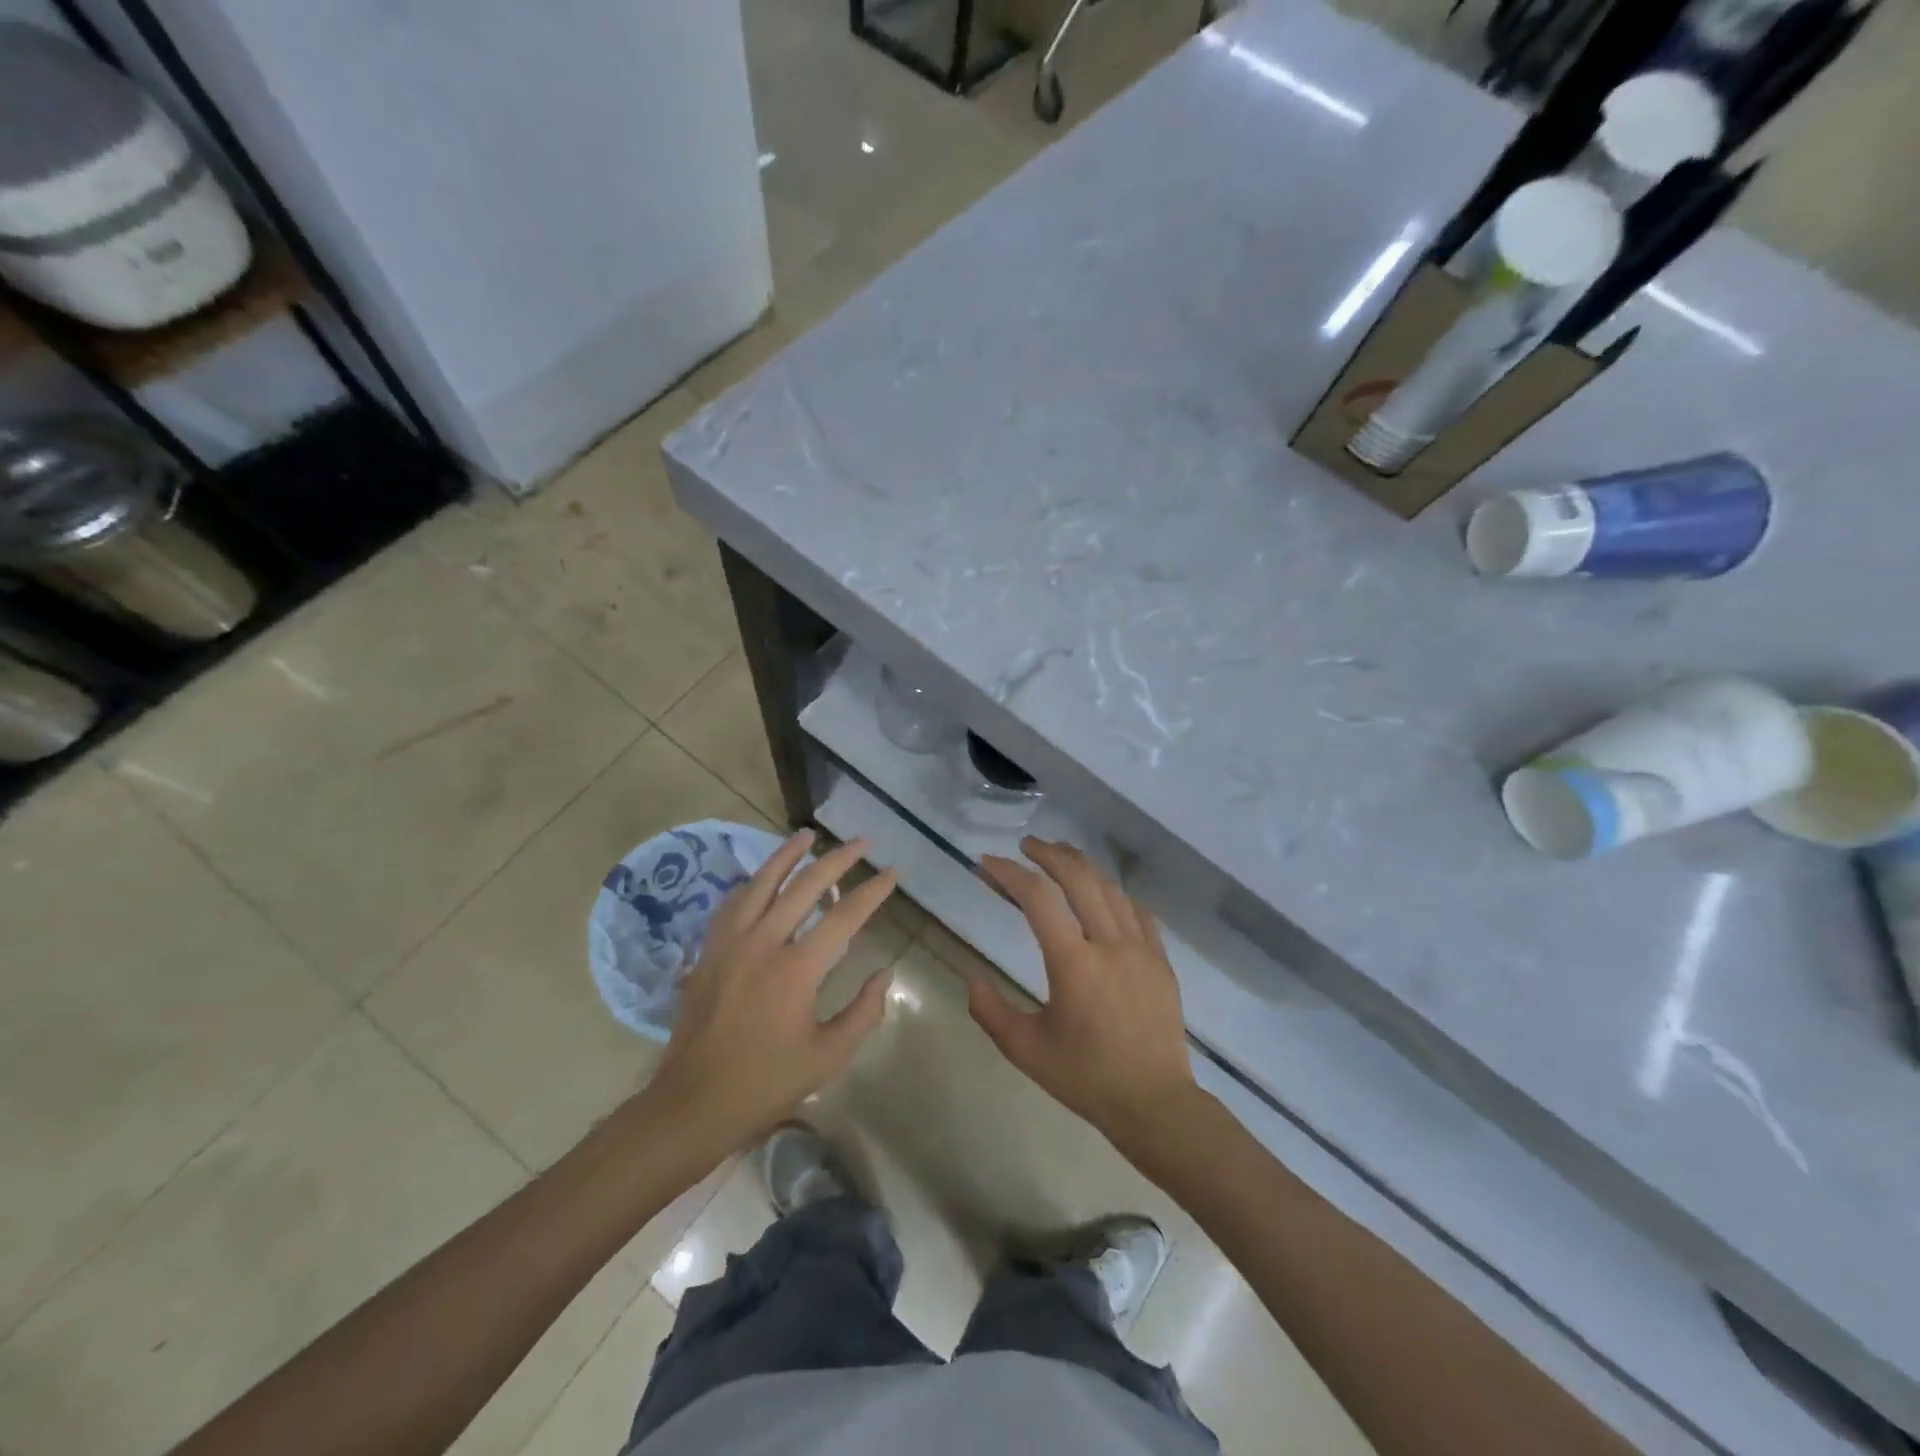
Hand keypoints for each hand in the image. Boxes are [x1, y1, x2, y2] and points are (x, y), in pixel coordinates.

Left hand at [643, 830, 896, 1155]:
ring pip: (761, 882)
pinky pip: (732, 903)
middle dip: (837, 859)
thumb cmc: (766, 1082)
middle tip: (861, 842)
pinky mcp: (708, 951)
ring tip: (807, 835)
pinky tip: (762, 877)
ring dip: (787, 855)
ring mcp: (730, 943)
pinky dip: (752, 883)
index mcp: (796, 969)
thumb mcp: (828, 1056)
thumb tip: (884, 974)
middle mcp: (762, 943)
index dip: (873, 891)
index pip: (844, 916)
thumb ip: (864, 1012)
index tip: (893, 873)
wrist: (693, 1103)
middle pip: (804, 885)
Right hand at [970, 839, 1199, 1149]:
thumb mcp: (1026, 1050)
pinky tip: (1103, 891)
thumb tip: (971, 977)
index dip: (1009, 873)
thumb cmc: (1086, 1077)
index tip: (987, 863)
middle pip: (1078, 878)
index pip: (1036, 898)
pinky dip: (1114, 891)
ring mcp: (1141, 948)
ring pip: (1109, 888)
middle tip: (1026, 846)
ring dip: (1082, 865)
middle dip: (1048, 854)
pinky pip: (1138, 910)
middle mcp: (1109, 944)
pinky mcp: (1160, 959)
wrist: (1154, 1103)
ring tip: (1060, 856)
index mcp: (1073, 963)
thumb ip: (991, 1011)